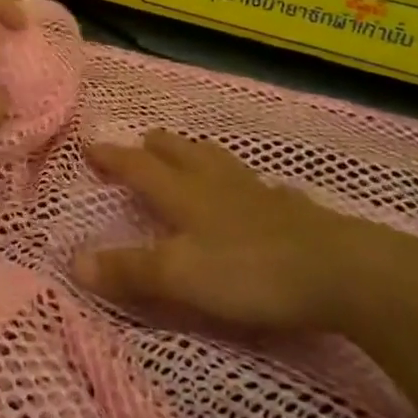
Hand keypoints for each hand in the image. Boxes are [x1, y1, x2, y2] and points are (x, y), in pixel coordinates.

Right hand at [75, 130, 417, 339]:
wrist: (342, 272)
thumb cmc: (251, 272)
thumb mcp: (180, 276)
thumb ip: (130, 270)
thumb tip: (74, 261)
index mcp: (185, 195)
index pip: (139, 167)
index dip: (113, 157)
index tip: (90, 143)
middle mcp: (218, 185)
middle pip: (181, 154)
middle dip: (156, 147)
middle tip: (142, 141)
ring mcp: (259, 194)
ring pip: (220, 163)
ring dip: (198, 154)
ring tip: (192, 153)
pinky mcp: (294, 212)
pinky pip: (262, 187)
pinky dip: (248, 184)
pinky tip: (260, 192)